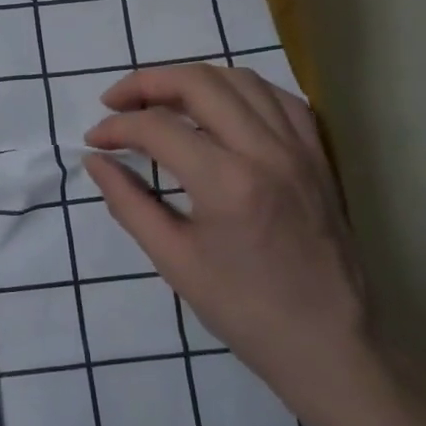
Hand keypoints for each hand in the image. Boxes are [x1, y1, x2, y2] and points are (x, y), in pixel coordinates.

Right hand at [82, 64, 372, 416]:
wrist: (330, 345)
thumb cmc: (244, 310)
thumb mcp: (173, 261)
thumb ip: (129, 203)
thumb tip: (96, 162)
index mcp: (227, 182)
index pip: (157, 128)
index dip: (115, 127)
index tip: (94, 141)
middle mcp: (267, 151)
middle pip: (199, 83)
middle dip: (146, 83)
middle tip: (115, 102)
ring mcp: (300, 149)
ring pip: (241, 80)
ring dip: (192, 80)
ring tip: (161, 101)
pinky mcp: (318, 157)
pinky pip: (278, 99)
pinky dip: (240, 91)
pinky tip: (219, 109)